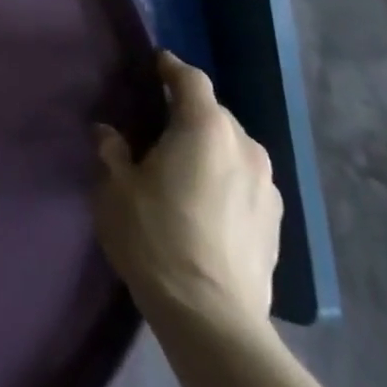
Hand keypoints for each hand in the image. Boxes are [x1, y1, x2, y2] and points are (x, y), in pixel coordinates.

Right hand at [92, 50, 281, 338]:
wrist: (213, 320)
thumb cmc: (156, 239)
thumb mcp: (116, 189)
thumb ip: (112, 152)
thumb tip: (109, 134)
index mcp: (205, 127)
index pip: (190, 79)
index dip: (171, 67)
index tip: (154, 65)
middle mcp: (244, 146)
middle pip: (214, 113)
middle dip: (188, 113)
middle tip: (159, 127)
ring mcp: (267, 186)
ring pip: (233, 148)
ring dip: (210, 148)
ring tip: (184, 167)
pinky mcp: (277, 223)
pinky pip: (246, 181)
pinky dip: (226, 179)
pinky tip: (206, 203)